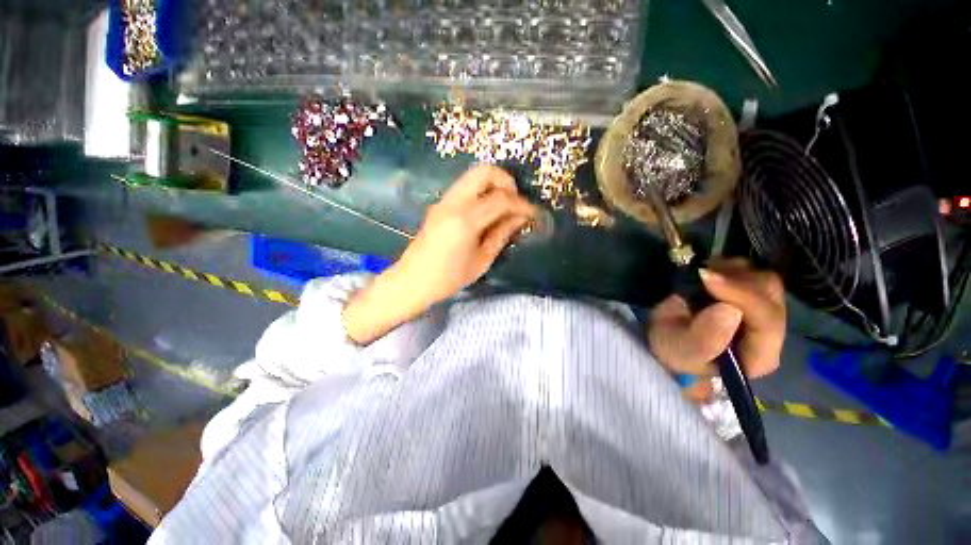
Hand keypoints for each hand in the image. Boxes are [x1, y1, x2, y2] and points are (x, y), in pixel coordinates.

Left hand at [342, 165, 535, 343]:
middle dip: (506, 182)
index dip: (522, 204)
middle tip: (516, 202)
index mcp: (465, 221)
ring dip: (494, 185)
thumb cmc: (449, 278)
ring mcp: (444, 201)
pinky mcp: (440, 204)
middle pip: (484, 171)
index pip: (501, 200)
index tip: (534, 213)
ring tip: (505, 207)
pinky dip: (482, 192)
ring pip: (473, 176)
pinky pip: (466, 187)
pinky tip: (488, 211)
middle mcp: (453, 203)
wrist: (412, 280)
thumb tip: (520, 218)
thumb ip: (502, 235)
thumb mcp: (481, 261)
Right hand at [648, 258, 785, 378]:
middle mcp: (769, 330)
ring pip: (762, 277)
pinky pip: (749, 270)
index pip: (767, 321)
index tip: (707, 278)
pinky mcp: (750, 293)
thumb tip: (729, 310)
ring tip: (700, 279)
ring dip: (729, 272)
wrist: (666, 338)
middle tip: (700, 275)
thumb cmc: (674, 350)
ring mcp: (761, 309)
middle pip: (770, 294)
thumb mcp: (681, 350)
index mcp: (759, 354)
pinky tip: (706, 276)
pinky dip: (725, 267)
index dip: (742, 296)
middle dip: (735, 280)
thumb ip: (704, 339)